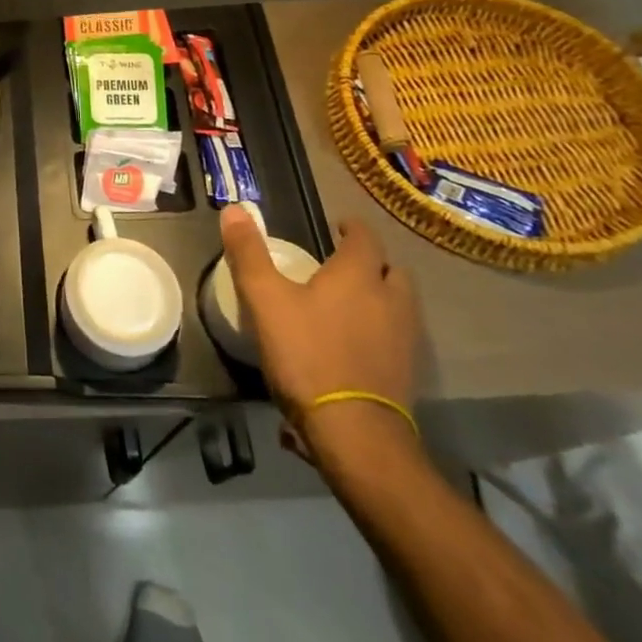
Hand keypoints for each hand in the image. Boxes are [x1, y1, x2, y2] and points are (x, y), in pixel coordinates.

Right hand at [219, 206, 419, 465]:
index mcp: (358, 276)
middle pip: (391, 271)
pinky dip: (381, 330)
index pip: (365, 238)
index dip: (352, 228)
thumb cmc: (307, 353)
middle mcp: (390, 301)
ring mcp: (404, 339)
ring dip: (380, 297)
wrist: (354, 432)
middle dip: (372, 263)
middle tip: (343, 265)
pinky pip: (397, 337)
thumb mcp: (264, 299)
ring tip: (350, 303)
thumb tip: (235, 209)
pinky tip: (356, 343)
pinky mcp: (406, 373)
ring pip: (399, 305)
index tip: (338, 226)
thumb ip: (248, 253)